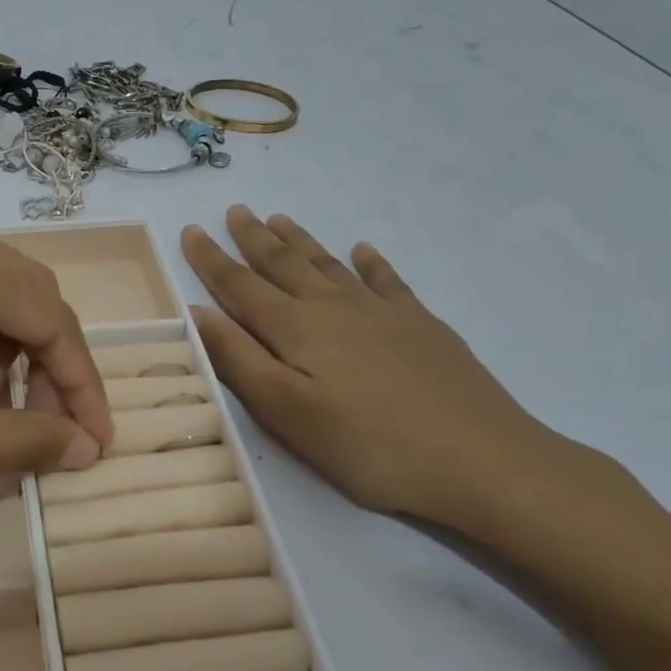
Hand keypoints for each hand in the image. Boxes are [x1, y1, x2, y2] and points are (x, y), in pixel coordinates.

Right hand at [181, 206, 566, 528]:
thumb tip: (197, 310)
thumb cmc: (368, 446)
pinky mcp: (421, 325)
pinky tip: (363, 249)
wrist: (480, 459)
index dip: (212, 259)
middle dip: (254, 237)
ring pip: (329, 264)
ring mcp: (382, 312)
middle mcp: (334, 307)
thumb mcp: (287, 413)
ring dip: (300, 240)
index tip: (191, 229)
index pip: (240, 285)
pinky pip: (386, 280)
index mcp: (296, 328)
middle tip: (236, 210)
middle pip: (284, 264)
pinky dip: (371, 262)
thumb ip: (239, 359)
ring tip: (279, 218)